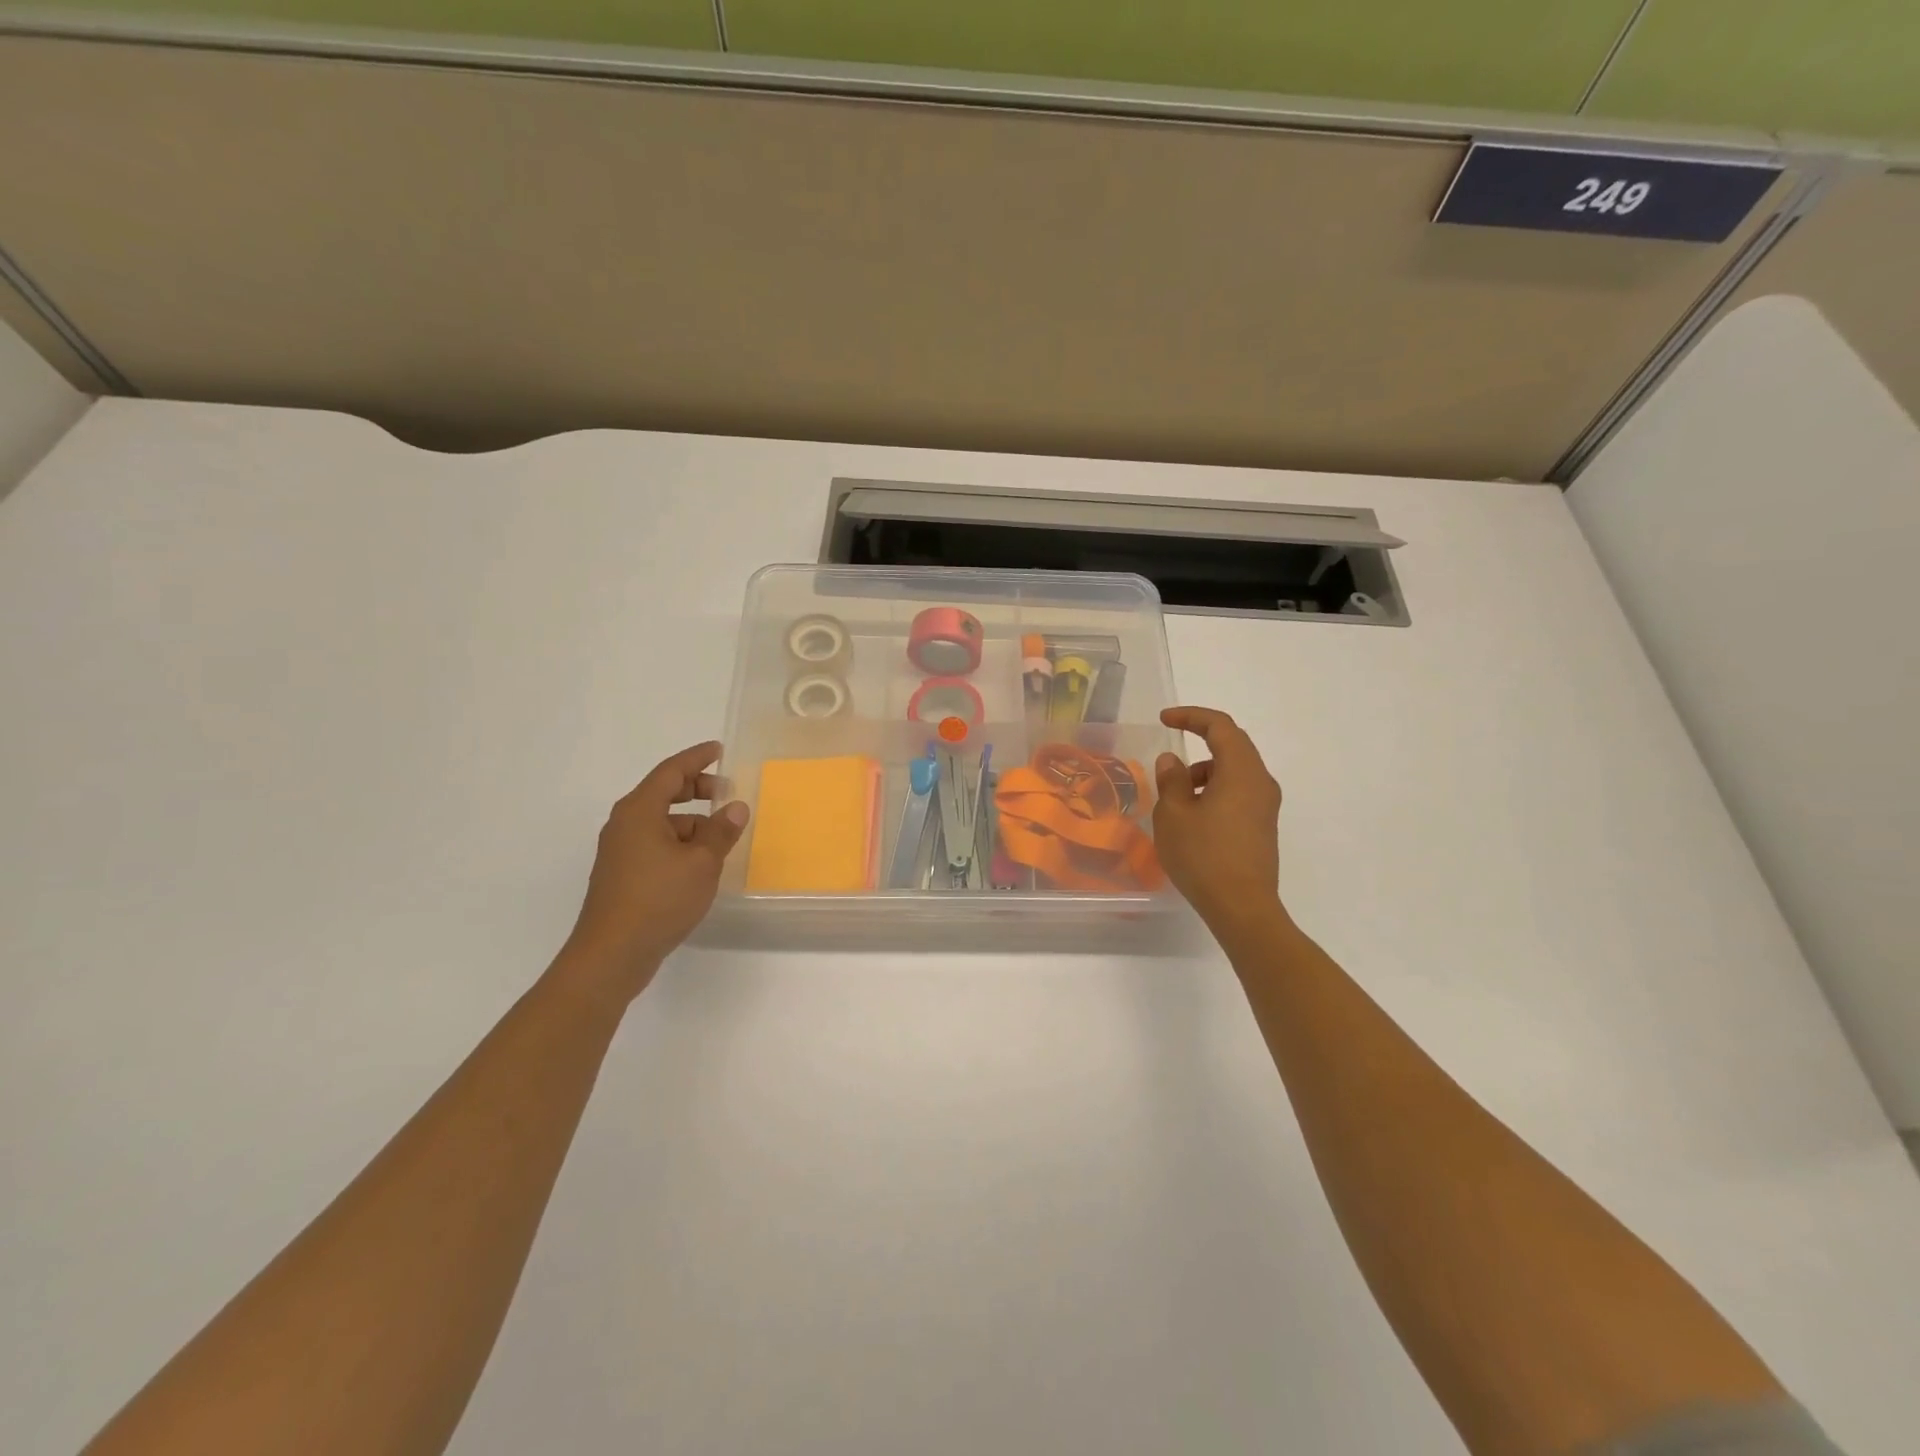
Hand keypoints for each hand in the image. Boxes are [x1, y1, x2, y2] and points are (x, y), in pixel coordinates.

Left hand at [557, 742, 749, 999]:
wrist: (612, 954)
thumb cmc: (658, 899)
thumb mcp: (701, 863)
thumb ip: (721, 831)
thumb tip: (736, 808)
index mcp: (639, 811)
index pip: (671, 771)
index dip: (697, 758)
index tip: (719, 750)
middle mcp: (625, 824)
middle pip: (663, 793)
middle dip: (696, 789)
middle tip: (726, 792)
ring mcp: (620, 850)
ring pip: (660, 821)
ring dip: (691, 821)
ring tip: (721, 836)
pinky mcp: (622, 874)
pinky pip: (655, 843)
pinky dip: (679, 842)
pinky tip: (700, 862)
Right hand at [1152, 707, 1283, 929]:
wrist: (1242, 907)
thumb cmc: (1203, 856)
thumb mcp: (1174, 814)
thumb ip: (1172, 780)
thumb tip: (1173, 761)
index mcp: (1242, 771)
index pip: (1220, 727)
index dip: (1191, 716)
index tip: (1164, 720)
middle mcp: (1261, 782)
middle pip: (1233, 745)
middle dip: (1200, 740)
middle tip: (1170, 747)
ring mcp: (1266, 805)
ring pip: (1236, 770)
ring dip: (1206, 770)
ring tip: (1176, 792)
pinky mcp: (1263, 826)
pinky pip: (1239, 792)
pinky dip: (1215, 789)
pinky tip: (1193, 814)